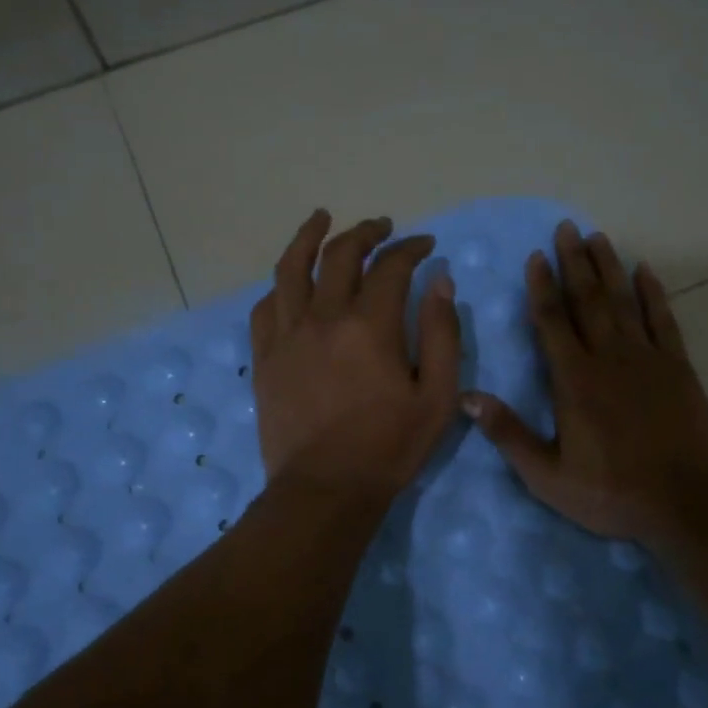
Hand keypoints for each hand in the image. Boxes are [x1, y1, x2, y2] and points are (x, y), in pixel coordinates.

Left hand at [251, 210, 461, 502]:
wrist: (325, 489)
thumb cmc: (389, 447)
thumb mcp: (437, 396)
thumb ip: (442, 334)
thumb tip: (440, 281)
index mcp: (370, 326)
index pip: (391, 267)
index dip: (411, 248)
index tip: (425, 245)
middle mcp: (324, 318)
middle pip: (341, 255)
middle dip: (366, 232)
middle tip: (383, 226)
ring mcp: (287, 335)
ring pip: (291, 269)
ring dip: (309, 237)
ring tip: (321, 219)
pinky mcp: (265, 357)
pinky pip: (265, 307)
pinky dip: (280, 286)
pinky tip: (289, 281)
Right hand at [463, 221, 707, 546]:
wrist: (685, 503)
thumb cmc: (611, 492)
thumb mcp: (547, 475)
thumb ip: (508, 433)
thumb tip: (467, 397)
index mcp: (574, 381)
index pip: (552, 322)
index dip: (542, 288)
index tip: (536, 257)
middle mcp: (609, 358)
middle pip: (587, 300)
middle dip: (574, 263)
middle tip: (566, 228)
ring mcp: (647, 359)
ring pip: (623, 302)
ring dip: (609, 268)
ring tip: (598, 237)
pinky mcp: (678, 368)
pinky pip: (663, 320)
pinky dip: (653, 294)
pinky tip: (645, 272)